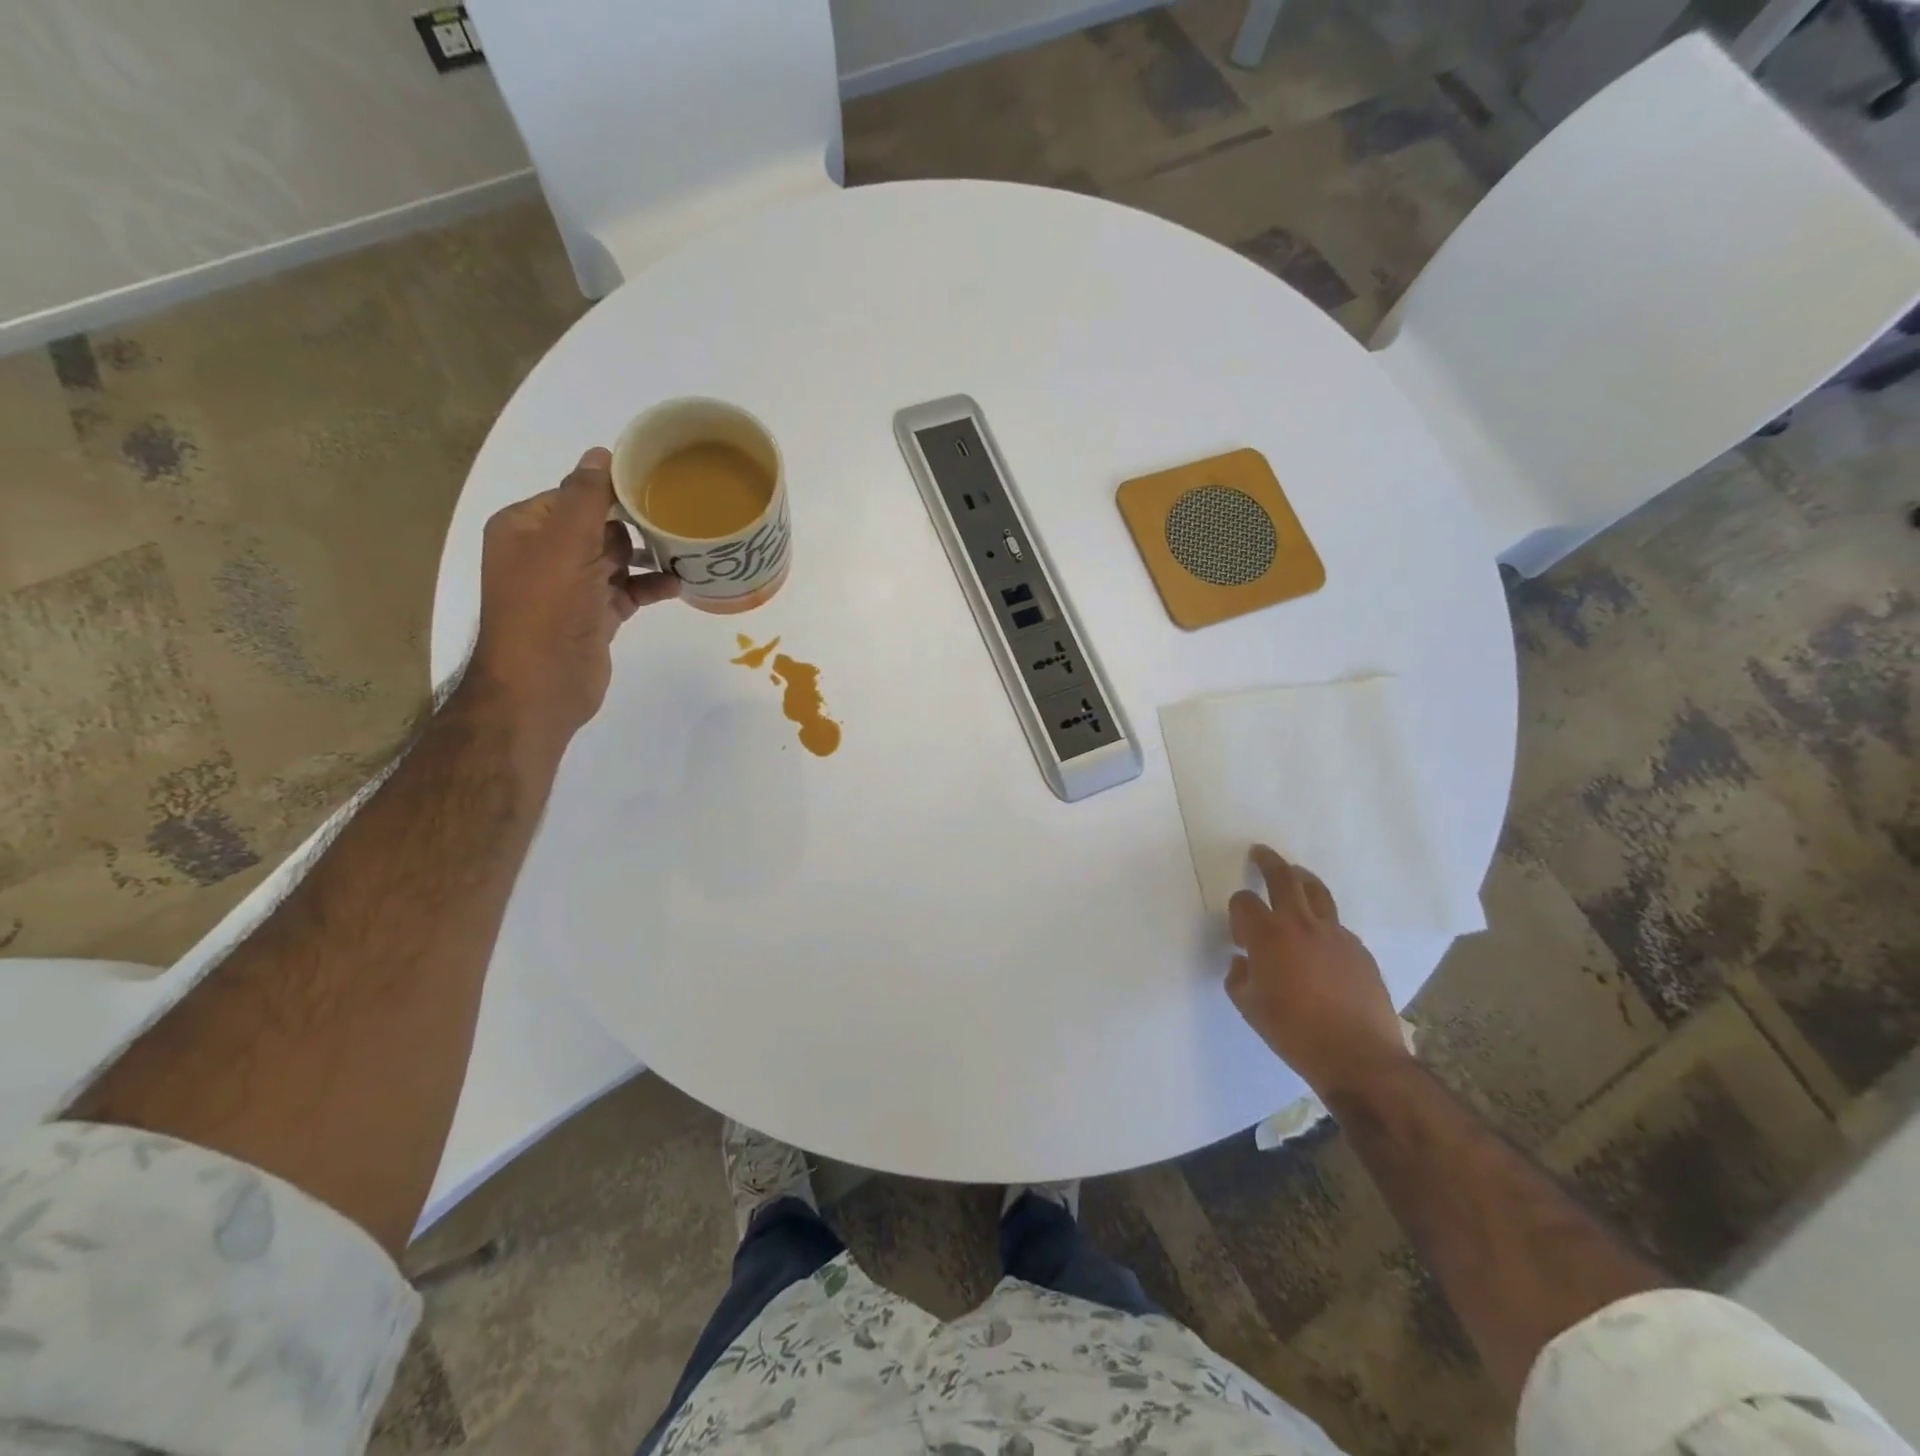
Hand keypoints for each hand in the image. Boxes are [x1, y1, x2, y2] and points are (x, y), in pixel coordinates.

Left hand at [466, 447, 678, 742]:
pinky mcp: (595, 616)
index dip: (613, 490)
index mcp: (525, 528)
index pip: (574, 494)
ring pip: (617, 559)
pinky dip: (651, 586)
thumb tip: (602, 453)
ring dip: (649, 556)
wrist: (541, 685)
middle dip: (637, 524)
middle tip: (680, 517)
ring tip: (688, 548)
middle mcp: (545, 553)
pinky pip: (628, 591)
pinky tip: (681, 583)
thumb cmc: (548, 608)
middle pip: (599, 525)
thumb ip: (585, 497)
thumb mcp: (565, 543)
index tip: (659, 486)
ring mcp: (571, 587)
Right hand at [1227, 845, 1412, 1101]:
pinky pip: (1336, 925)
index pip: (1244, 902)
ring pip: (1317, 891)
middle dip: (1268, 862)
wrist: (1358, 1057)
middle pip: (1283, 878)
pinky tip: (1320, 941)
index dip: (1237, 911)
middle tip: (1260, 853)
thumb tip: (1242, 962)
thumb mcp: (1249, 1007)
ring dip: (1301, 878)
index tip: (1239, 932)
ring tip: (1295, 875)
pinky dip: (1323, 922)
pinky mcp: (1360, 950)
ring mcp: (1335, 934)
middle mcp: (1301, 924)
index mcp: (1268, 936)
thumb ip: (1239, 977)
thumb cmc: (1294, 1033)